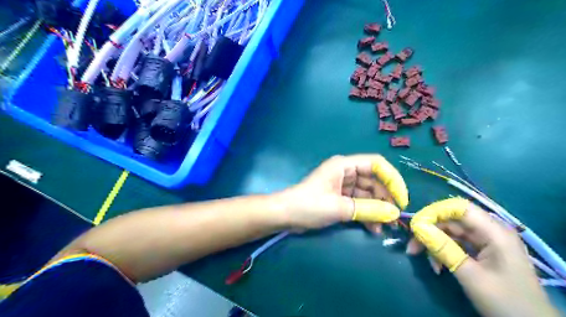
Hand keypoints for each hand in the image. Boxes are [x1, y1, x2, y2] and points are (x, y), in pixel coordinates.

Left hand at [278, 155, 406, 230]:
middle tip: (394, 218)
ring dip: (377, 209)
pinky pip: (359, 203)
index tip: (401, 199)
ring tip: (384, 227)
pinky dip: (366, 214)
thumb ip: (368, 209)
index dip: (392, 179)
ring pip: (368, 194)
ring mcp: (343, 185)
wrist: (285, 215)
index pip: (376, 164)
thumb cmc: (309, 205)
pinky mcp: (340, 198)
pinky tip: (373, 228)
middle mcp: (345, 172)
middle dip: (385, 199)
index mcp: (344, 165)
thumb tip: (394, 214)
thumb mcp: (339, 207)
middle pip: (374, 180)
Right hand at [408, 199, 555, 316]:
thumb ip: (443, 248)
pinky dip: (443, 252)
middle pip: (452, 220)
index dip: (435, 211)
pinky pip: (456, 244)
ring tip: (420, 258)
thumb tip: (418, 228)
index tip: (415, 225)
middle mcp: (489, 231)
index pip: (459, 208)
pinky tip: (436, 265)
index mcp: (494, 232)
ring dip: (434, 243)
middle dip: (430, 231)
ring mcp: (486, 241)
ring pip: (451, 232)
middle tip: (412, 246)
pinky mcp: (482, 251)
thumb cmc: (505, 301)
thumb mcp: (470, 275)